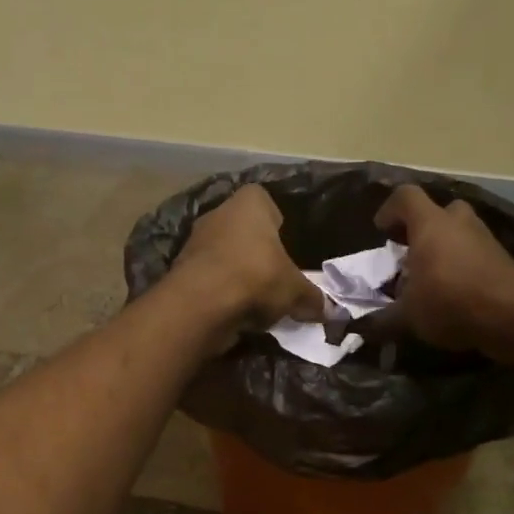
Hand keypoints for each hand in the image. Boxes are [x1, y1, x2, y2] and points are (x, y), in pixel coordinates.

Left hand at [169, 184, 325, 347]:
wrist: (200, 305)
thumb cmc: (256, 277)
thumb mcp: (296, 291)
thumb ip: (313, 298)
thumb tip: (332, 312)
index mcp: (249, 203)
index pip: (266, 201)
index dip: (278, 222)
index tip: (287, 246)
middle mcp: (219, 213)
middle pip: (244, 230)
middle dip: (258, 252)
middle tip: (276, 277)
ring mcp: (196, 241)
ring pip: (226, 255)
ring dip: (239, 273)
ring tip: (258, 299)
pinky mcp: (182, 270)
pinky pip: (211, 277)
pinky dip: (222, 291)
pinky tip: (236, 312)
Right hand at [363, 185, 513, 358]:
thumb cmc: (450, 301)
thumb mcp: (407, 316)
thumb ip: (382, 319)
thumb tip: (361, 329)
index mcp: (430, 224)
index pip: (406, 197)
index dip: (390, 210)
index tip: (381, 230)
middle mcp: (459, 223)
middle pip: (438, 212)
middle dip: (422, 229)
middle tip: (410, 253)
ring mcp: (485, 239)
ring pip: (460, 234)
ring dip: (445, 250)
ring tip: (431, 279)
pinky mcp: (503, 260)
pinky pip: (475, 256)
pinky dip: (463, 268)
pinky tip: (454, 294)